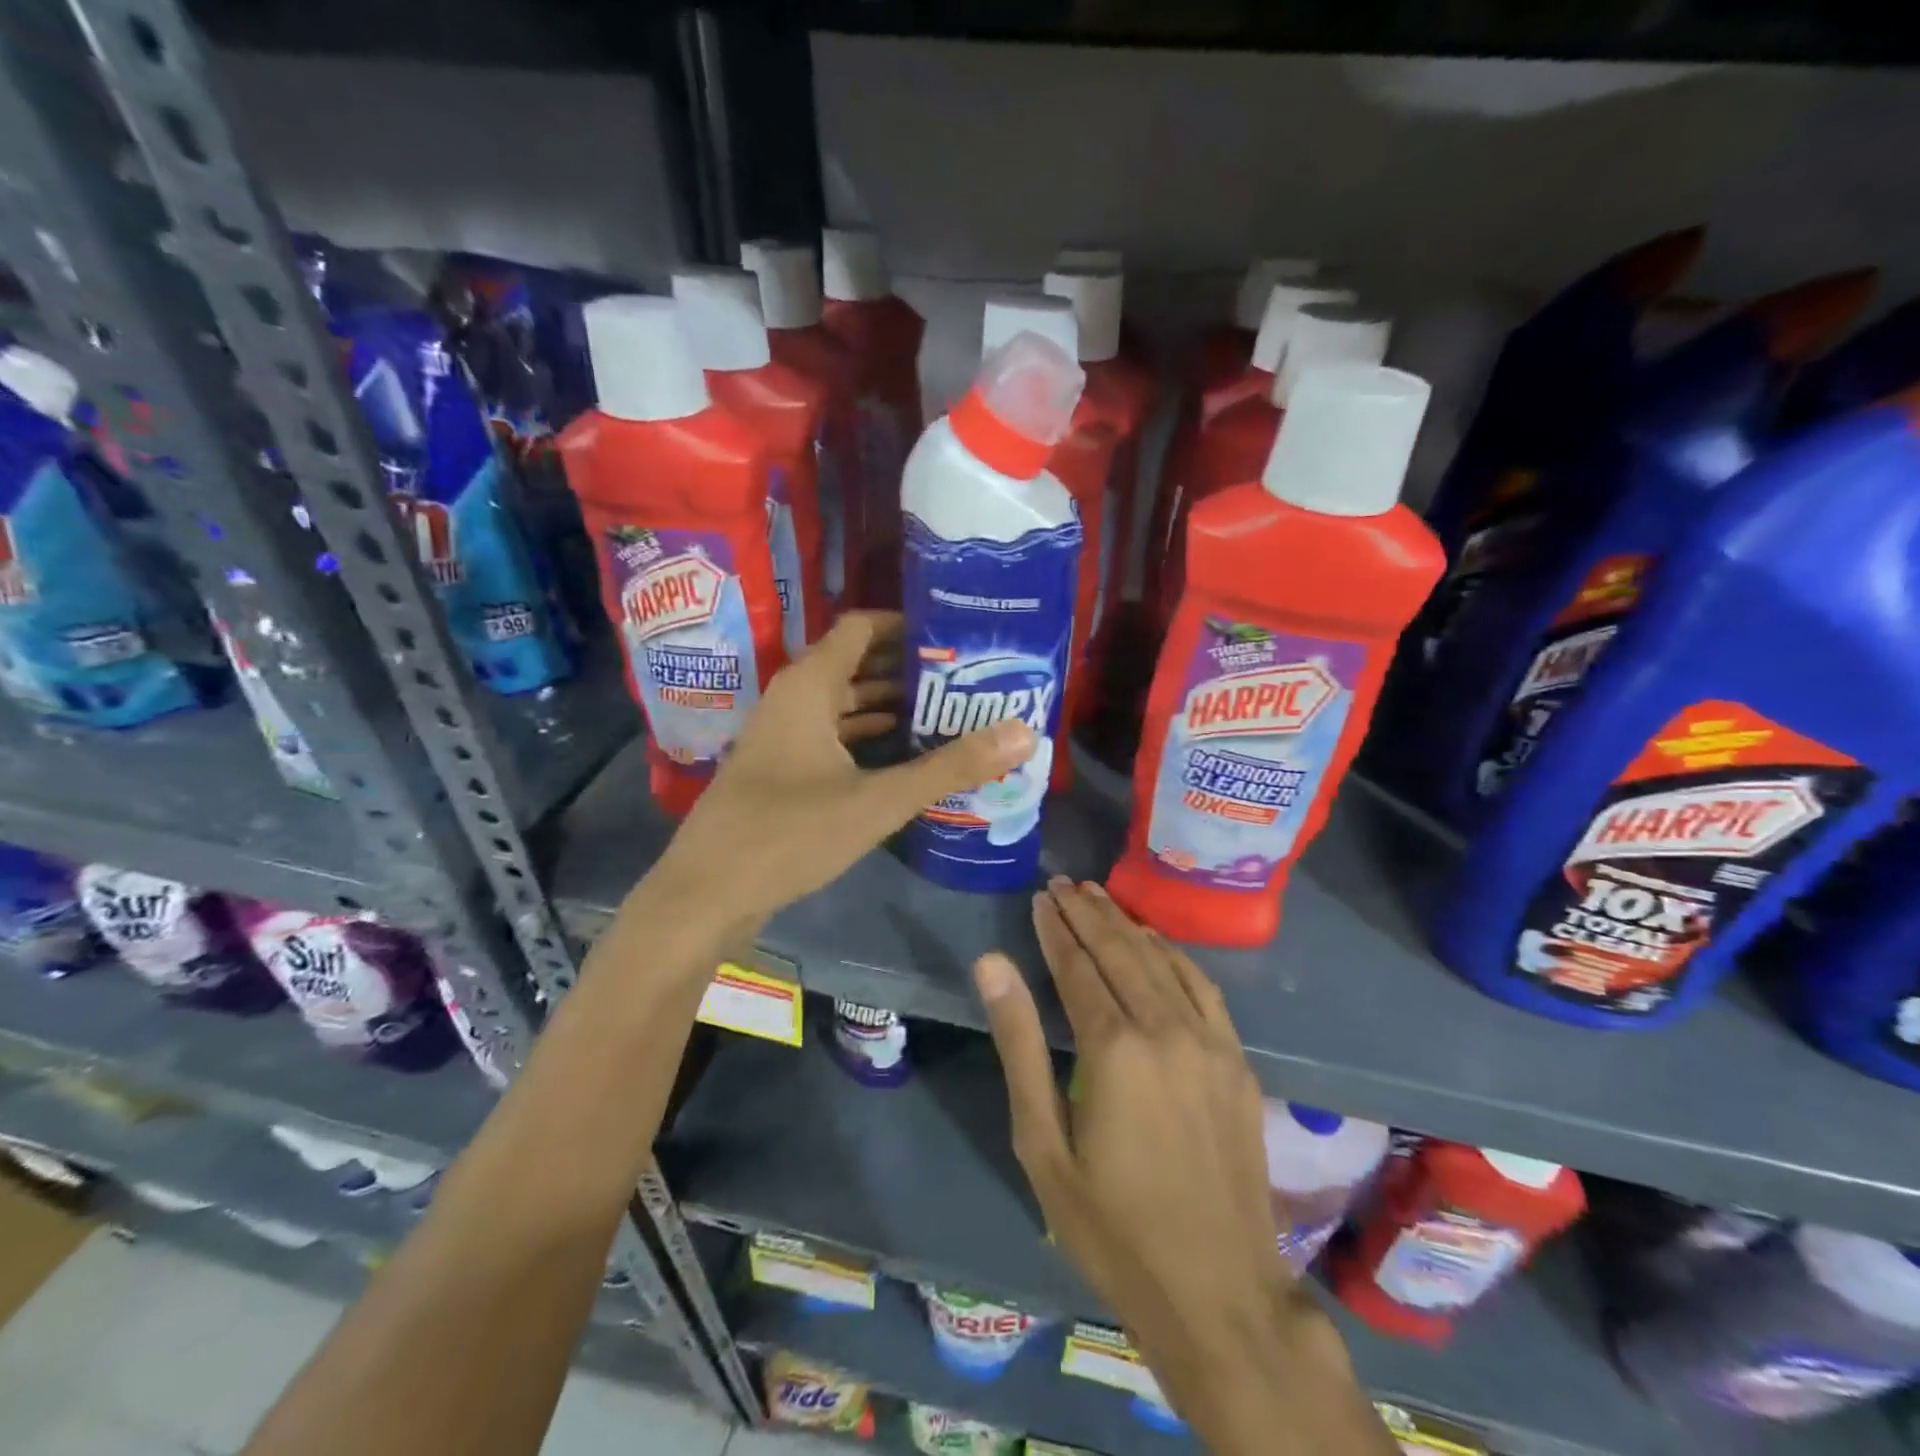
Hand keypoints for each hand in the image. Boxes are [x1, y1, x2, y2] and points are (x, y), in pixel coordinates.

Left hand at [644, 612, 1034, 944]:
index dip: (908, 625)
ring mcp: (783, 735)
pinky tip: (906, 755)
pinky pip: (833, 736)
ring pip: (845, 704)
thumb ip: (950, 767)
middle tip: (967, 678)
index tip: (957, 636)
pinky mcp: (781, 769)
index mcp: (809, 685)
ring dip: (891, 706)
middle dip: (910, 669)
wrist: (706, 893)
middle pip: (857, 663)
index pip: (863, 627)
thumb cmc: (789, 833)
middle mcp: (793, 698)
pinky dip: (868, 738)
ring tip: (949, 713)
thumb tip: (1023, 732)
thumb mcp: (878, 800)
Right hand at [976, 881, 1382, 1454]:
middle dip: (1088, 914)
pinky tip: (1155, 941)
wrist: (1219, 1293)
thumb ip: (1019, 1044)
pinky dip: (1173, 953)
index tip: (1040, 899)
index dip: (1056, 930)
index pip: (1078, 967)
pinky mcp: (1236, 1060)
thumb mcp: (1044, 1143)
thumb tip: (992, 964)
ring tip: (1098, 897)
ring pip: (1161, 960)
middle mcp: (1165, 1029)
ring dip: (1126, 924)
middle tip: (1063, 885)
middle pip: (1120, 951)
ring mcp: (1209, 1041)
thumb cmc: (1112, 1227)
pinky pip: (1202, 986)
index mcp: (1114, 1048)